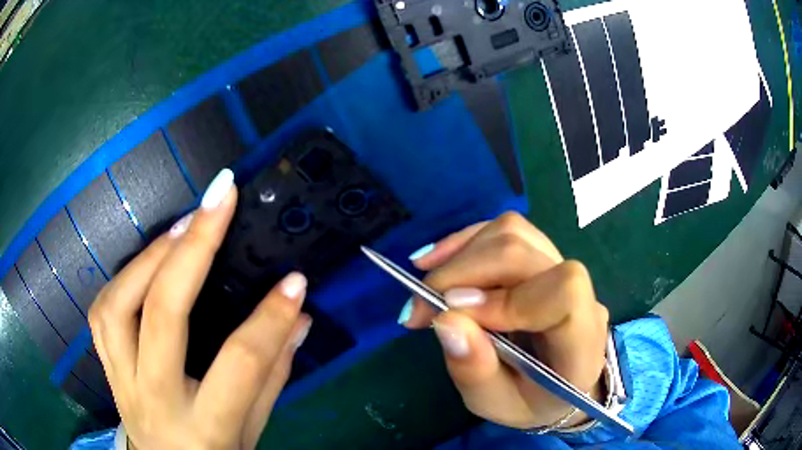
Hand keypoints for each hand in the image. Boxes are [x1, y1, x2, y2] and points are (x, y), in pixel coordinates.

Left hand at [89, 171, 310, 449]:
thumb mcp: (252, 432)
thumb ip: (273, 377)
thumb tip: (297, 319)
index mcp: (205, 426)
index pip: (239, 363)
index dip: (269, 318)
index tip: (295, 279)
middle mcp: (154, 398)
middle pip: (163, 316)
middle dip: (194, 249)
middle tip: (220, 200)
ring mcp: (120, 380)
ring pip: (118, 305)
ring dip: (152, 255)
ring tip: (185, 225)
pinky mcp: (105, 366)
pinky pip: (101, 311)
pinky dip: (123, 275)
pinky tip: (150, 257)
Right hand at [402, 212, 608, 429]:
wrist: (557, 382)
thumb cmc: (530, 401)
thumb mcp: (497, 404)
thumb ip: (476, 371)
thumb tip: (445, 319)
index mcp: (581, 341)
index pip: (563, 293)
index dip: (506, 298)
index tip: (453, 315)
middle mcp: (581, 294)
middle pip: (525, 252)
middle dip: (462, 273)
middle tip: (420, 308)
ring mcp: (562, 268)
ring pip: (512, 232)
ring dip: (460, 254)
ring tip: (425, 285)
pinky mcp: (542, 255)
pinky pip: (505, 230)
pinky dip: (465, 242)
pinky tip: (438, 262)